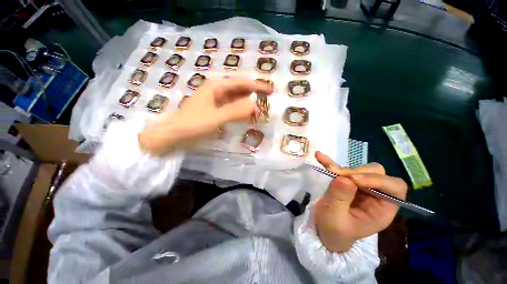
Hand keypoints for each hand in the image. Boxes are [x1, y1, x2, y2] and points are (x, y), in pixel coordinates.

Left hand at [139, 79, 269, 154]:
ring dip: (248, 102)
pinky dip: (240, 110)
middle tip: (267, 99)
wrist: (174, 135)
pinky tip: (247, 114)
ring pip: (236, 98)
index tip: (269, 90)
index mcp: (216, 86)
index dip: (256, 86)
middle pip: (239, 89)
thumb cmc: (193, 124)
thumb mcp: (216, 118)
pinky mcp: (215, 110)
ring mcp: (215, 100)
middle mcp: (216, 90)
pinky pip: (231, 107)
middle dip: (253, 93)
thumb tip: (255, 106)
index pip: (241, 82)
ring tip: (260, 108)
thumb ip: (236, 111)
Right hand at [314, 151, 407, 252]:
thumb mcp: (335, 218)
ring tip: (329, 171)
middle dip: (356, 172)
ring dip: (343, 169)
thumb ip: (340, 199)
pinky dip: (331, 163)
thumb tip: (345, 178)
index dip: (378, 180)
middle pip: (377, 173)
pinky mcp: (347, 182)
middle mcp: (375, 196)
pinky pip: (342, 169)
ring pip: (360, 169)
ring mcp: (361, 187)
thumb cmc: (333, 231)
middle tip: (337, 176)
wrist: (324, 231)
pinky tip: (319, 156)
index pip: (394, 187)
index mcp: (382, 209)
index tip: (353, 180)